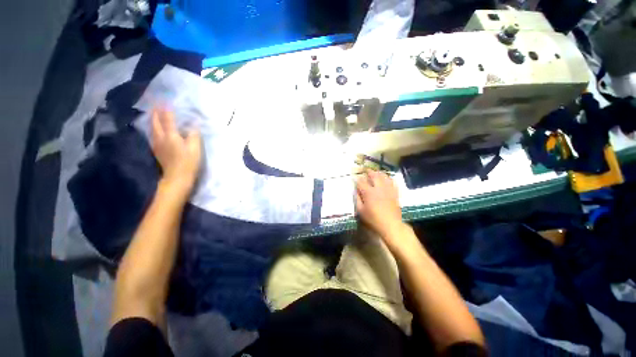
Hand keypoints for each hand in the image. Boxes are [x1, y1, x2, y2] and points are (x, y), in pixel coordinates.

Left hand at [151, 108, 201, 195]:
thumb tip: (193, 124)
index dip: (166, 109)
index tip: (165, 100)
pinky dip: (154, 127)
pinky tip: (155, 128)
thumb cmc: (188, 162)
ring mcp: (157, 144)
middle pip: (155, 122)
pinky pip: (153, 134)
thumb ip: (194, 134)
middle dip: (155, 112)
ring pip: (152, 128)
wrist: (177, 177)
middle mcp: (161, 137)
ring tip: (154, 113)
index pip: (167, 118)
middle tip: (156, 104)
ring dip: (153, 119)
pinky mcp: (157, 150)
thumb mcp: (195, 148)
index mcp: (171, 135)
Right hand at [355, 170, 403, 238]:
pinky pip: (392, 182)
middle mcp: (378, 188)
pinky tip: (387, 178)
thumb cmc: (373, 219)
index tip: (355, 178)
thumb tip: (356, 191)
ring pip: (384, 176)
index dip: (357, 179)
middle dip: (369, 171)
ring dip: (379, 173)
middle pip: (373, 175)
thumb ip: (357, 199)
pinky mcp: (395, 192)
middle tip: (366, 170)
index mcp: (368, 192)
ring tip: (376, 172)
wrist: (391, 225)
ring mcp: (388, 189)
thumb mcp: (361, 211)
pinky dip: (389, 178)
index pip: (361, 182)